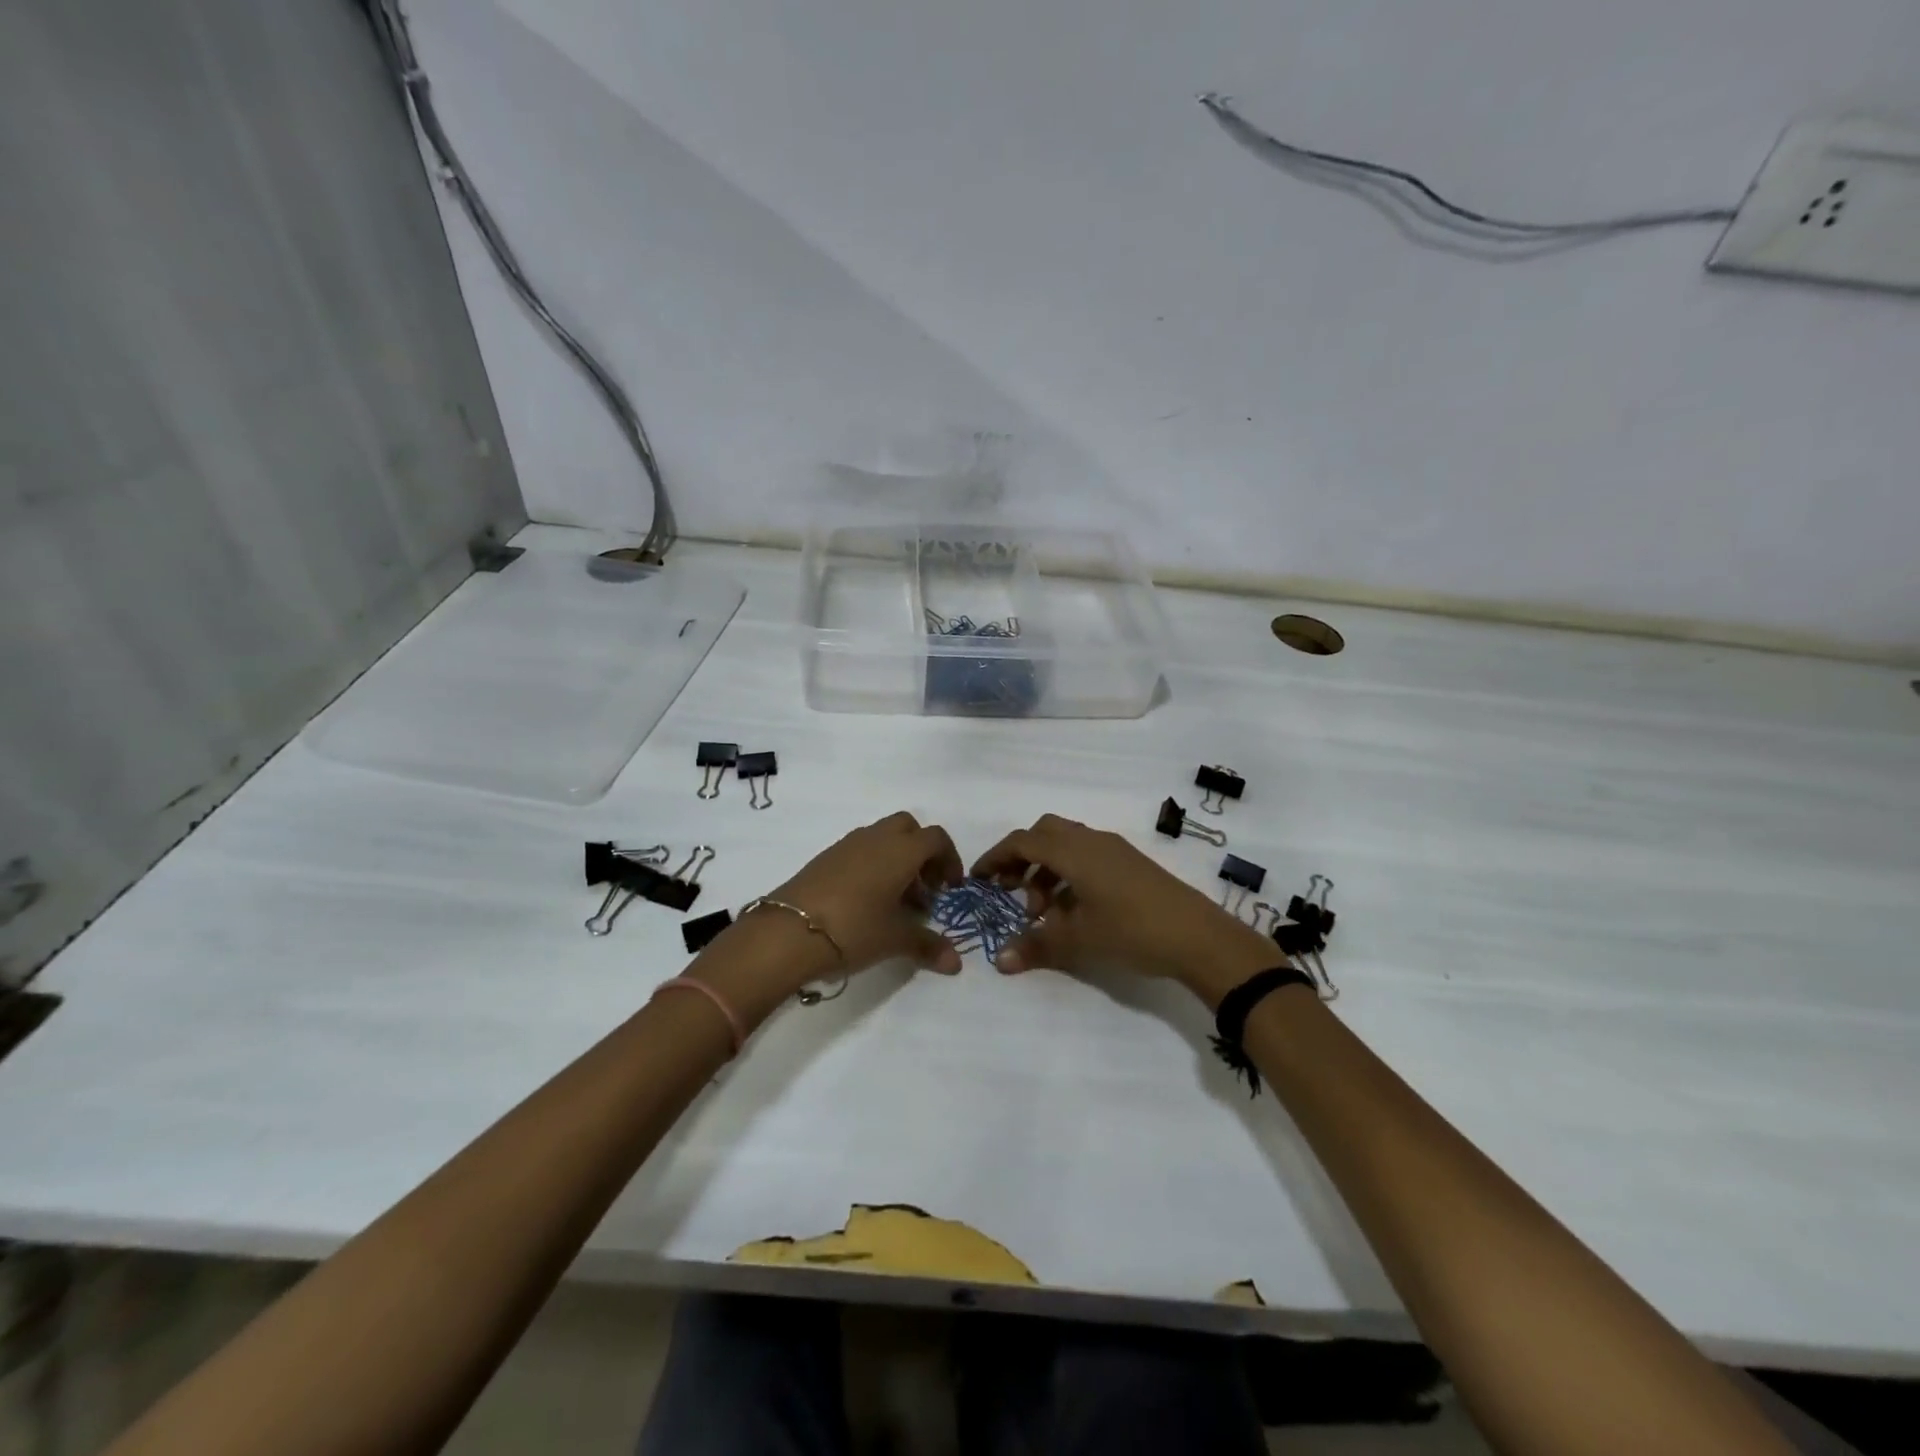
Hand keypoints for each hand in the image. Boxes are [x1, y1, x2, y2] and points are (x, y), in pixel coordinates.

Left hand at [690, 814, 963, 1026]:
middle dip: (922, 853)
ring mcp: (847, 845)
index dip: (949, 859)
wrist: (787, 931)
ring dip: (896, 859)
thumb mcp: (895, 940)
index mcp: (901, 850)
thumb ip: (928, 946)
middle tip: (924, 888)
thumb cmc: (853, 929)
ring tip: (896, 900)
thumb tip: (956, 963)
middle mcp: (876, 838)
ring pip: (882, 837)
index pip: (936, 838)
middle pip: (909, 828)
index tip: (950, 888)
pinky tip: (866, 902)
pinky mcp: (824, 858)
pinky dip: (872, 865)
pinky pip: (859, 850)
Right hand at [971, 814, 1274, 1005]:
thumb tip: (999, 961)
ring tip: (1043, 912)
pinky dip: (1069, 874)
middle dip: (1021, 858)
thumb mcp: (1079, 941)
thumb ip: (1036, 946)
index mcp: (1074, 851)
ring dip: (1046, 870)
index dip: (996, 857)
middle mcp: (1091, 840)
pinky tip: (1073, 910)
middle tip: (1011, 891)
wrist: (1199, 937)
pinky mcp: (1131, 863)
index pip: (1023, 841)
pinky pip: (1087, 856)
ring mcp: (1114, 849)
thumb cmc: (1132, 931)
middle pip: (1044, 833)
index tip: (979, 879)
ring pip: (1067, 845)